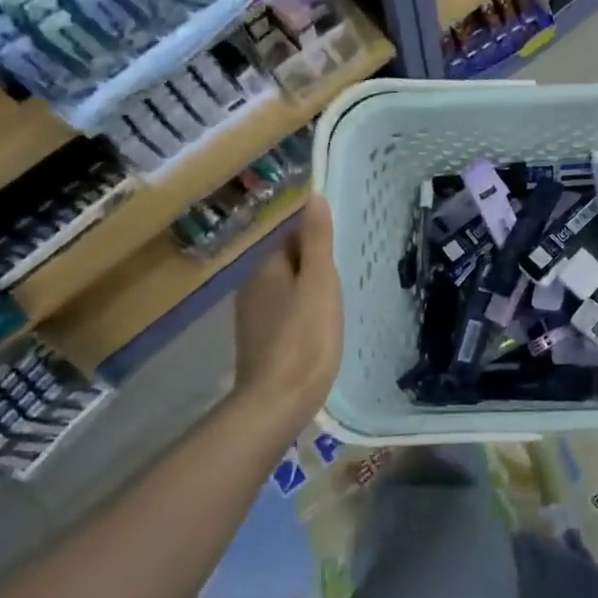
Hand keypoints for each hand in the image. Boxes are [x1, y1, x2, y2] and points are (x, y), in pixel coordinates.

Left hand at [231, 198, 342, 430]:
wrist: (278, 401)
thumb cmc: (306, 336)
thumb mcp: (320, 282)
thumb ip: (317, 239)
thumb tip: (313, 195)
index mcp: (266, 268)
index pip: (293, 237)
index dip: (320, 242)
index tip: (345, 255)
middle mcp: (251, 287)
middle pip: (288, 265)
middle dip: (314, 269)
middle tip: (347, 282)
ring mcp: (251, 319)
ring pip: (286, 292)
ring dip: (308, 294)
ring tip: (337, 308)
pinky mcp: (257, 345)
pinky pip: (283, 317)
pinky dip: (301, 318)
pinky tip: (319, 333)